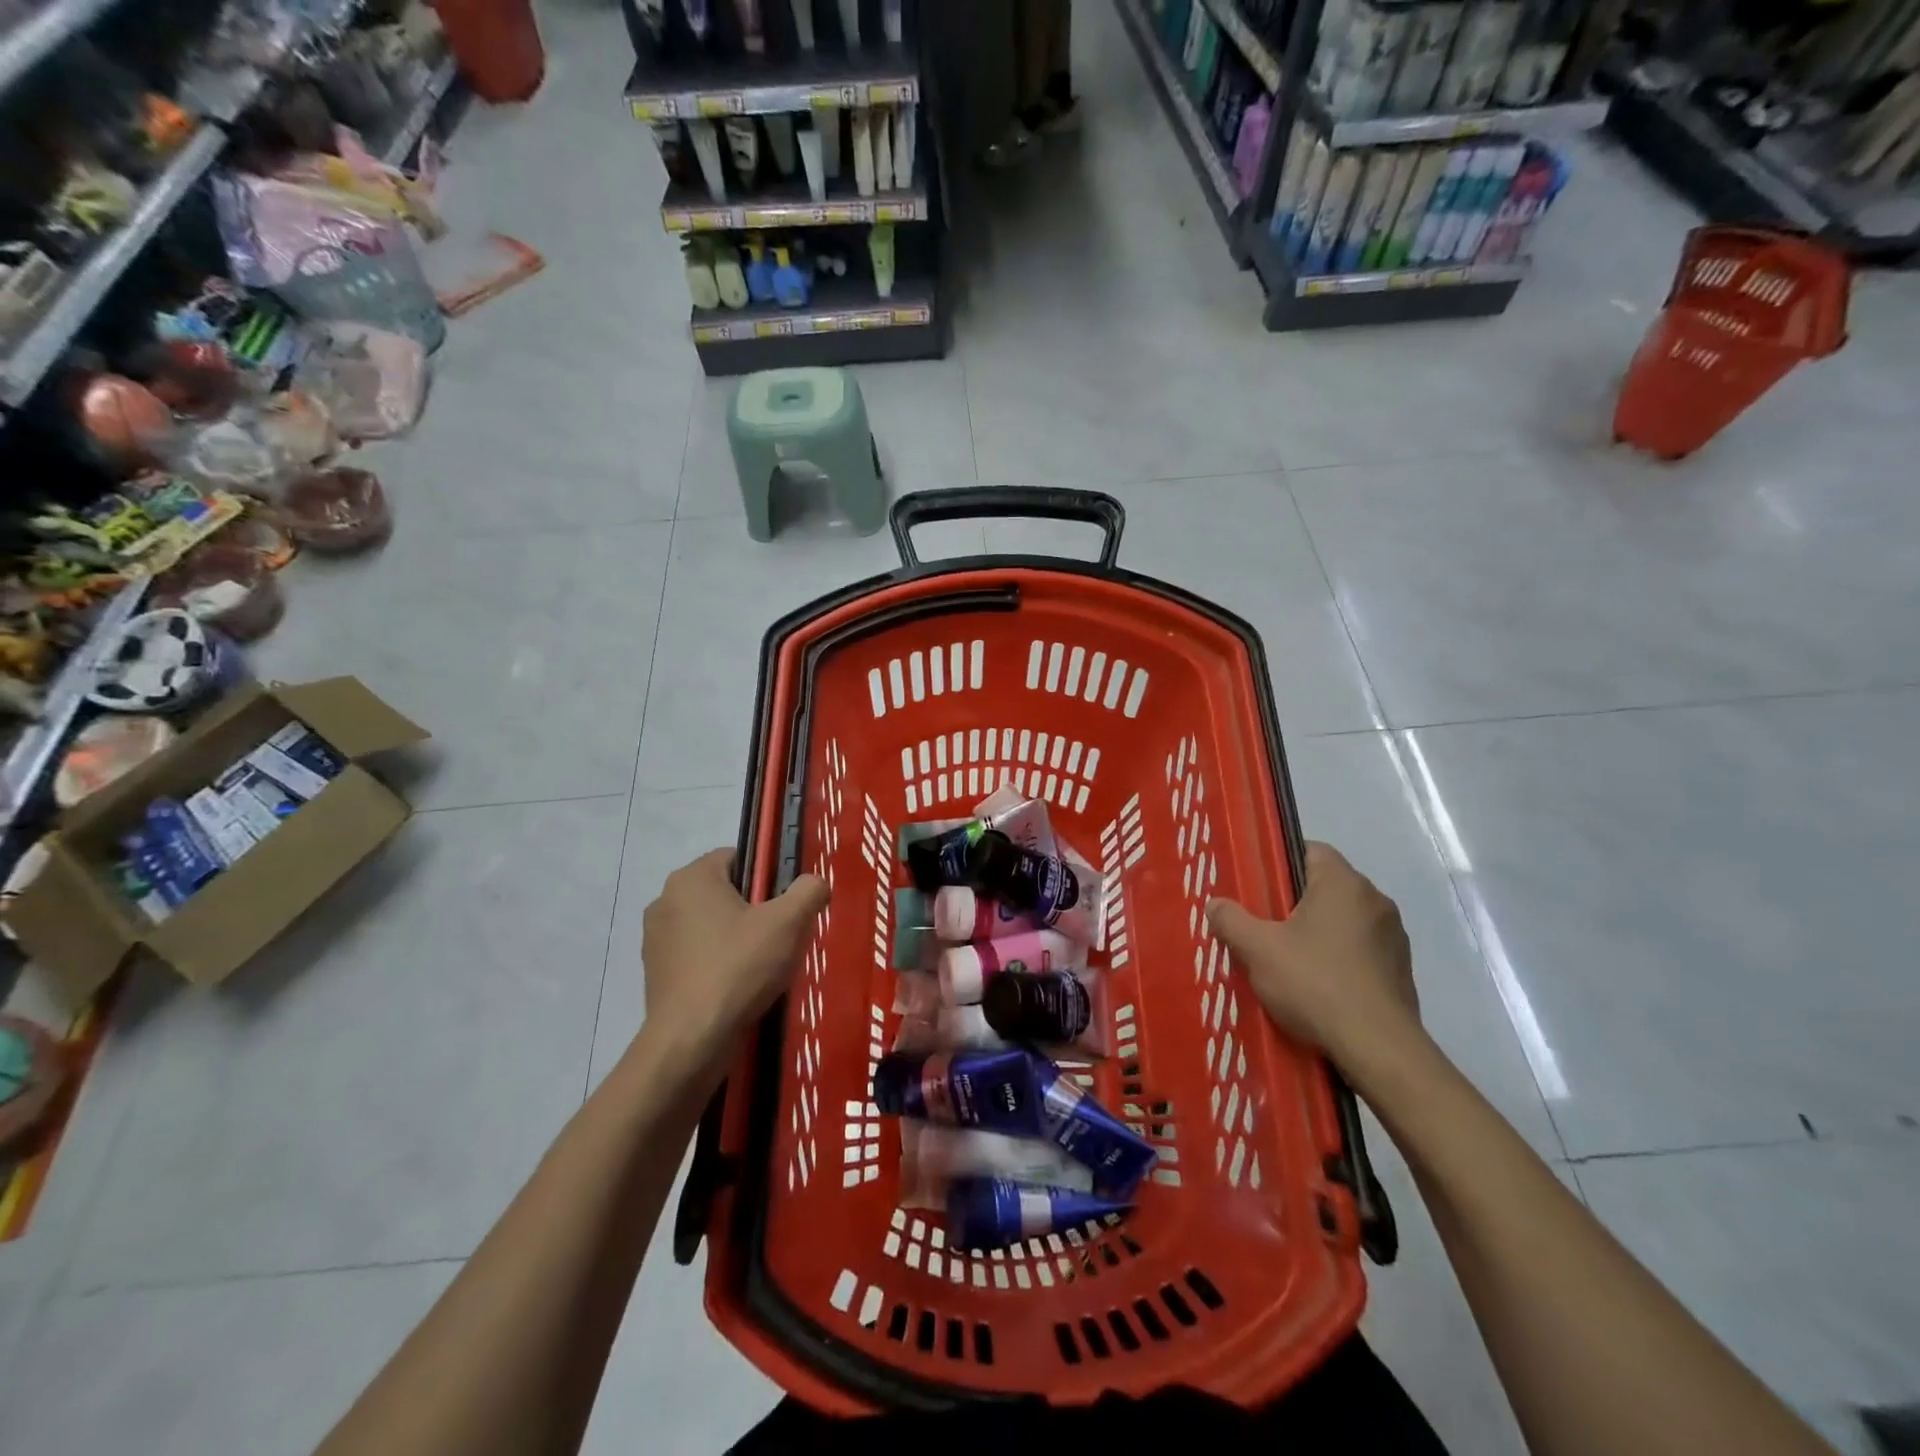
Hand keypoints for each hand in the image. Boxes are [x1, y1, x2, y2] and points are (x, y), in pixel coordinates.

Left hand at [640, 849, 828, 1070]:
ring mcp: (655, 939)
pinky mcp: (654, 972)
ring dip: (734, 937)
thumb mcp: (789, 923)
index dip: (767, 878)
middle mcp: (665, 900)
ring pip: (710, 925)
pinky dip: (717, 963)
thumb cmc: (739, 968)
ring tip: (761, 967)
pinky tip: (737, 987)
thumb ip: (809, 891)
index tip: (785, 906)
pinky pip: (696, 954)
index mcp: (692, 877)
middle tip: (779, 937)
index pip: (738, 857)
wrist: (690, 1040)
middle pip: (724, 892)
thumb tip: (814, 883)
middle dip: (753, 910)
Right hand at [1206, 842, 1418, 1072]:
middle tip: (1262, 923)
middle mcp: (1375, 901)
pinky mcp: (1401, 972)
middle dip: (1294, 902)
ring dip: (1318, 933)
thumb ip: (1232, 920)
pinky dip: (1338, 959)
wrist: (1378, 1049)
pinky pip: (1360, 952)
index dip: (1279, 861)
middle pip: (1326, 887)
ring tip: (1286, 958)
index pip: (1310, 849)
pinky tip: (1316, 985)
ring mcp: (1393, 938)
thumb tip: (1215, 903)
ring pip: (1344, 921)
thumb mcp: (1258, 949)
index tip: (1256, 884)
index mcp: (1344, 884)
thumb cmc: (1315, 983)